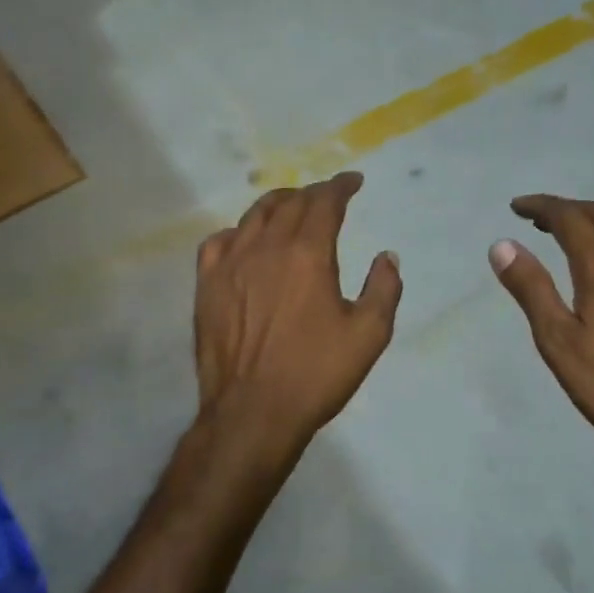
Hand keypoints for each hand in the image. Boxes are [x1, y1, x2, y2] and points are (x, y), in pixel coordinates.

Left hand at [195, 173, 401, 450]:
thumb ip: (383, 289)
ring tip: (289, 207)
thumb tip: (386, 257)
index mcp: (308, 253)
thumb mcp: (368, 335)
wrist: (253, 411)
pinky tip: (244, 242)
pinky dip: (237, 232)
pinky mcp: (206, 285)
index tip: (353, 182)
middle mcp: (266, 247)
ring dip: (277, 205)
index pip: (324, 202)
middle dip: (312, 194)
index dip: (340, 187)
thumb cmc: (315, 374)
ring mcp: (230, 264)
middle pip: (290, 203)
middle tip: (326, 198)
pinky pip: (218, 242)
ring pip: (253, 217)